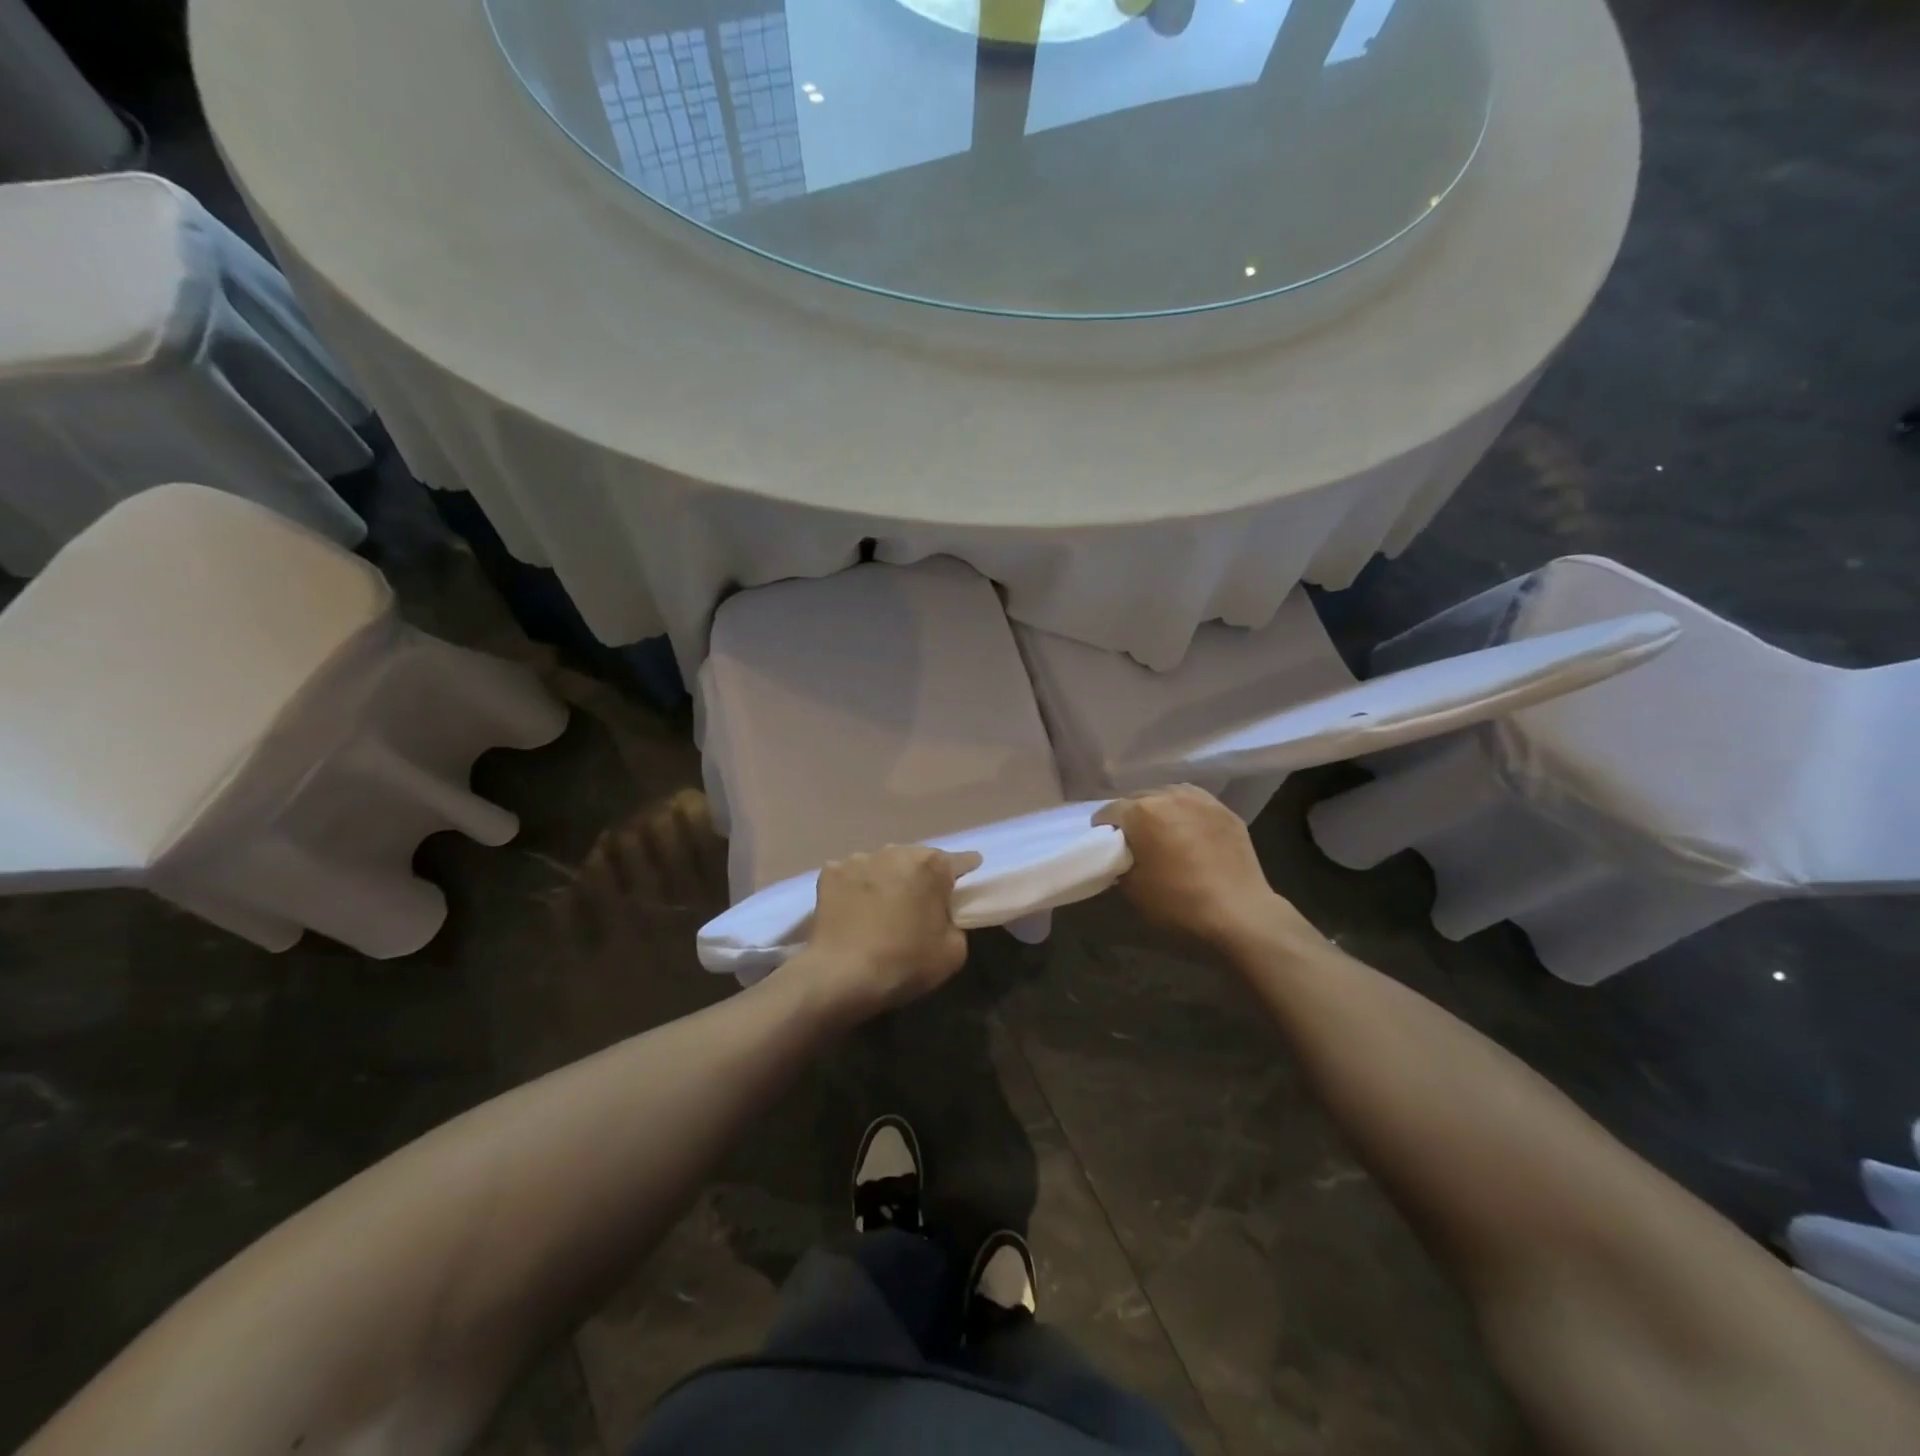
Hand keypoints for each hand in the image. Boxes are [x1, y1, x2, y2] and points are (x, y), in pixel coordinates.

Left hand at [795, 845, 982, 1020]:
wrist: (841, 975)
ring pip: (883, 864)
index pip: (961, 861)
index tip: (969, 878)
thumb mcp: (953, 951)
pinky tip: (853, 909)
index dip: (967, 870)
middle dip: (922, 876)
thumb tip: (944, 915)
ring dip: (888, 879)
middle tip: (920, 903)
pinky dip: (856, 887)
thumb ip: (956, 923)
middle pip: (918, 859)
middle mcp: (897, 851)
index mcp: (932, 865)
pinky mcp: (830, 872)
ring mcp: (859, 858)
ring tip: (882, 907)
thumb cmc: (905, 962)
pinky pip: (852, 875)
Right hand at [1095, 786, 1315, 951]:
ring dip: (1159, 810)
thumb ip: (1118, 864)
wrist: (1239, 914)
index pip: (1108, 812)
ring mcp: (1200, 799)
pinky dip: (1186, 813)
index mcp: (1140, 812)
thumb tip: (1120, 857)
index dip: (1103, 831)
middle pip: (1137, 799)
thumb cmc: (1178, 903)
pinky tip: (1190, 832)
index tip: (1107, 849)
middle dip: (1131, 818)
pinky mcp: (1224, 809)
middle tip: (1135, 844)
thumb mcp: (1132, 890)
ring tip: (1164, 834)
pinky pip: (1194, 803)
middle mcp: (1168, 795)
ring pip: (1167, 795)